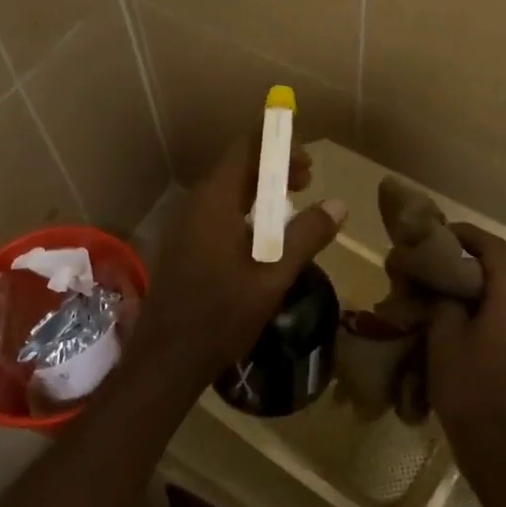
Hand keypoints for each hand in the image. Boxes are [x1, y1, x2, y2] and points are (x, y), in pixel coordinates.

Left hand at [137, 136, 346, 382]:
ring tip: (292, 209)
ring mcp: (186, 224)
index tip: (309, 165)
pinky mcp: (184, 244)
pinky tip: (264, 238)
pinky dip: (245, 210)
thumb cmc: (221, 315)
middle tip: (307, 183)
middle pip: (237, 166)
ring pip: (228, 190)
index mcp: (215, 200)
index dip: (279, 146)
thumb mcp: (273, 276)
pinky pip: (218, 211)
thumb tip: (338, 204)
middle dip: (274, 168)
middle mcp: (196, 203)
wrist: (166, 360)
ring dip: (261, 190)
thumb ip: (306, 236)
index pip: (246, 148)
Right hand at [427, 224, 505, 471]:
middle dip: (475, 258)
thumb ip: (445, 300)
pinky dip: (489, 304)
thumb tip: (443, 284)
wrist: (500, 444)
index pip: (494, 248)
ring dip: (483, 283)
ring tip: (449, 289)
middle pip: (505, 268)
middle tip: (442, 261)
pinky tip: (464, 319)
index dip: (468, 234)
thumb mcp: (444, 336)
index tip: (441, 233)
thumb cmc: (469, 385)